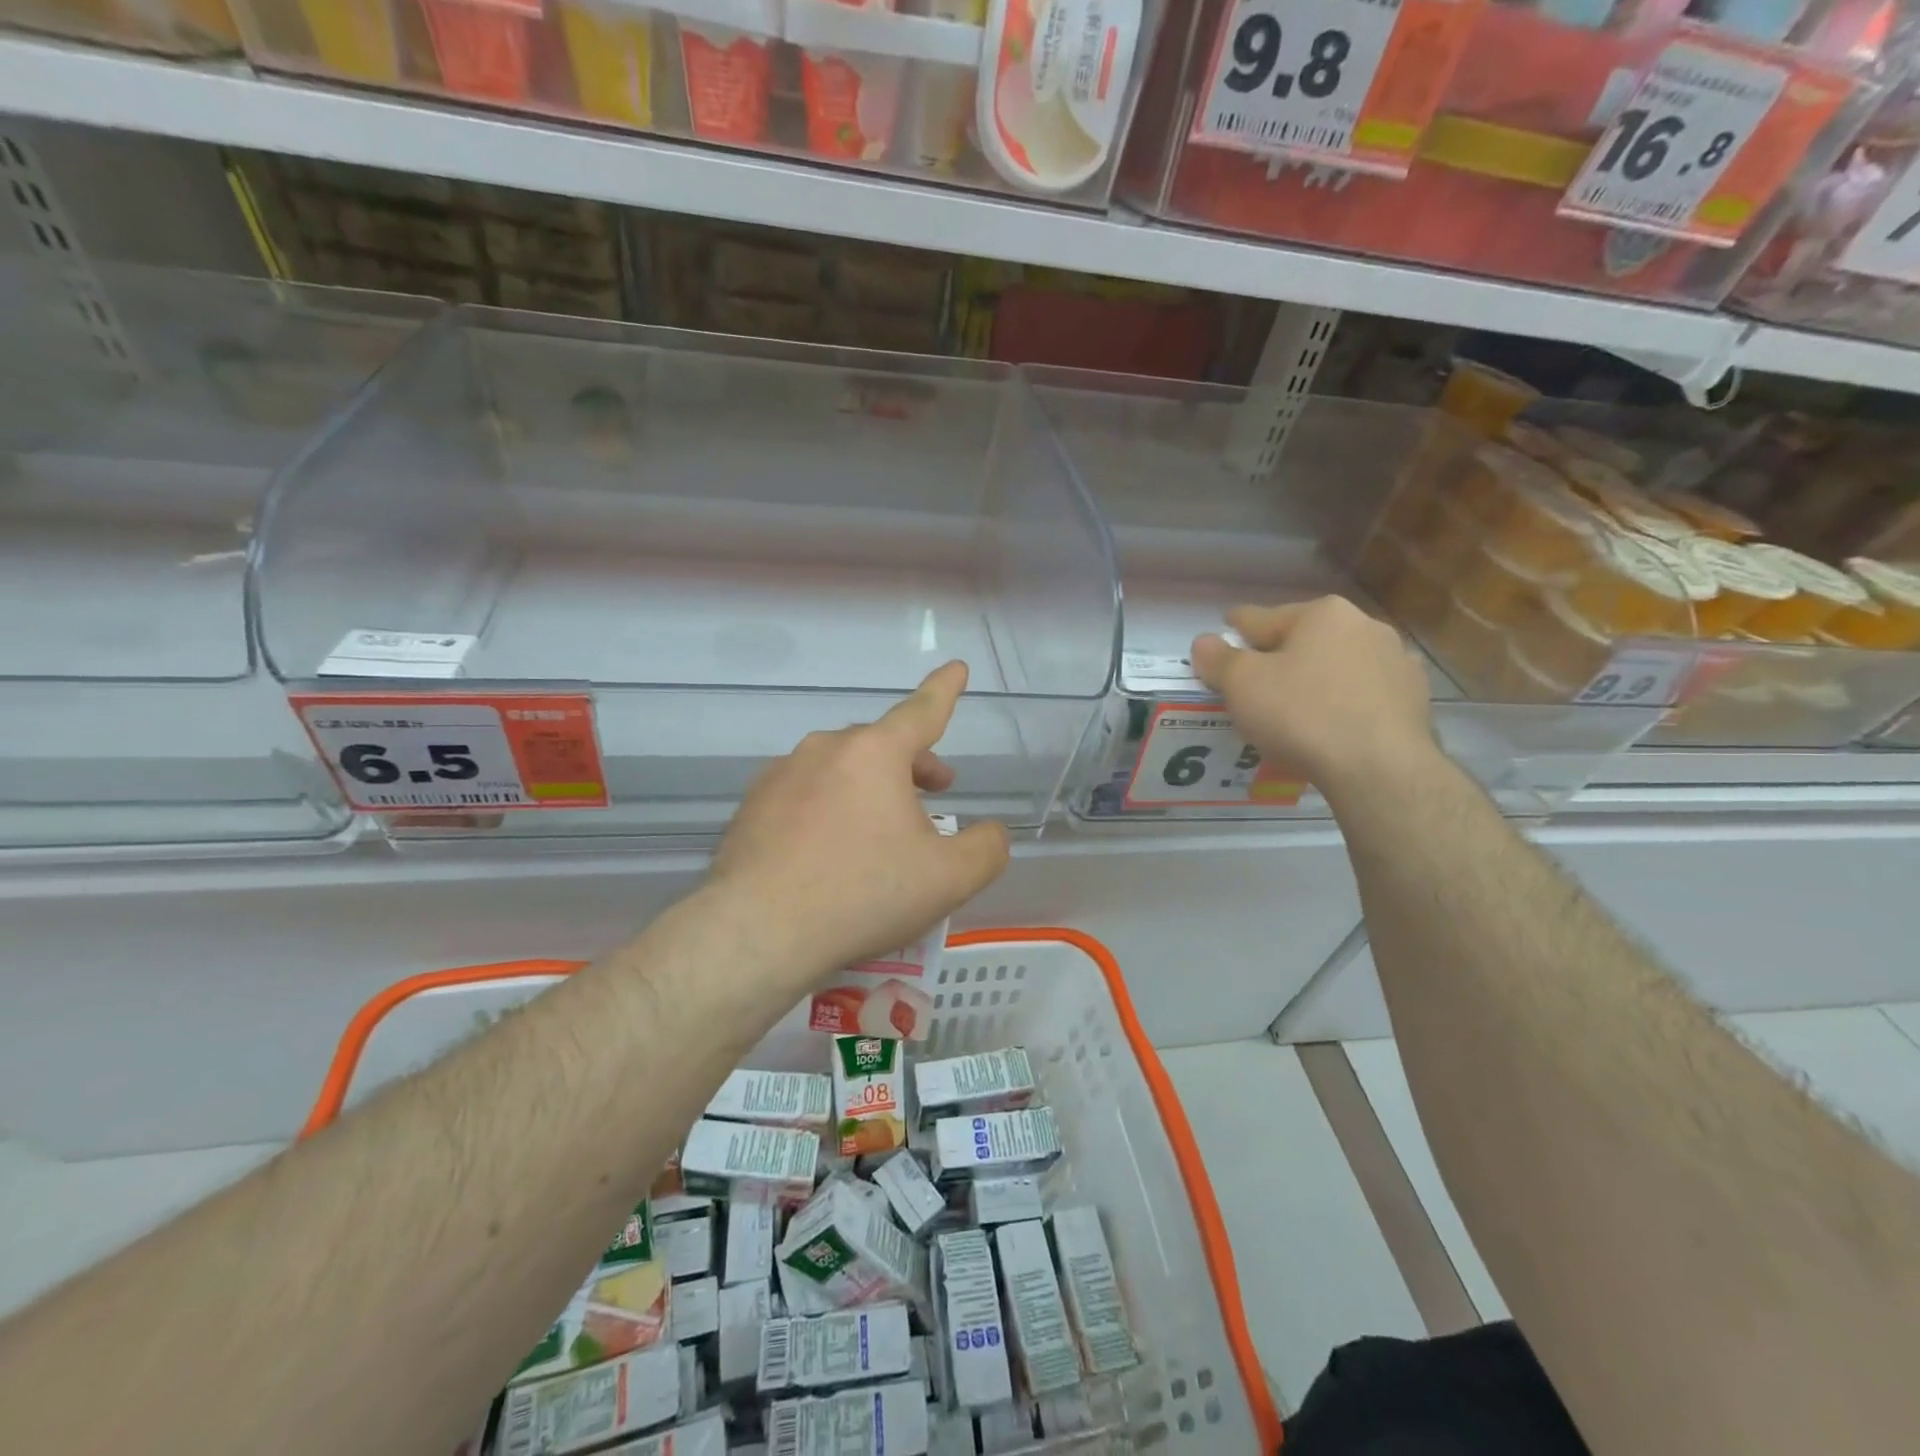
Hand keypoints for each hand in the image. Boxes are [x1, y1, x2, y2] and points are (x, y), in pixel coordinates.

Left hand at [708, 660, 1011, 981]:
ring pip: (841, 770)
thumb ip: (986, 849)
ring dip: (869, 789)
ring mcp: (781, 775)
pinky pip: (805, 796)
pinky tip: (830, 854)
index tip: (956, 667)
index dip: (945, 690)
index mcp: (875, 752)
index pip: (923, 710)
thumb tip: (991, 834)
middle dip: (912, 765)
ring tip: (880, 835)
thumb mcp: (948, 878)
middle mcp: (825, 749)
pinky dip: (829, 811)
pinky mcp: (752, 806)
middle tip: (934, 794)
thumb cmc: (863, 893)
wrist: (758, 932)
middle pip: (881, 745)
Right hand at [1192, 597, 1434, 793]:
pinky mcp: (1414, 700)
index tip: (1226, 632)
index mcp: (1322, 614)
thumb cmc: (1302, 715)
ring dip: (1315, 678)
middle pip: (1304, 639)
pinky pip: (1363, 696)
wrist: (1379, 768)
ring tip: (1294, 709)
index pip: (1262, 618)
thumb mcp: (1242, 685)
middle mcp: (1365, 627)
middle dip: (1280, 656)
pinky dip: (1345, 704)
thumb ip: (1218, 660)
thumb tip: (1204, 642)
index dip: (1236, 628)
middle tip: (1254, 682)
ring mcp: (1396, 663)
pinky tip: (1332, 727)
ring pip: (1338, 666)